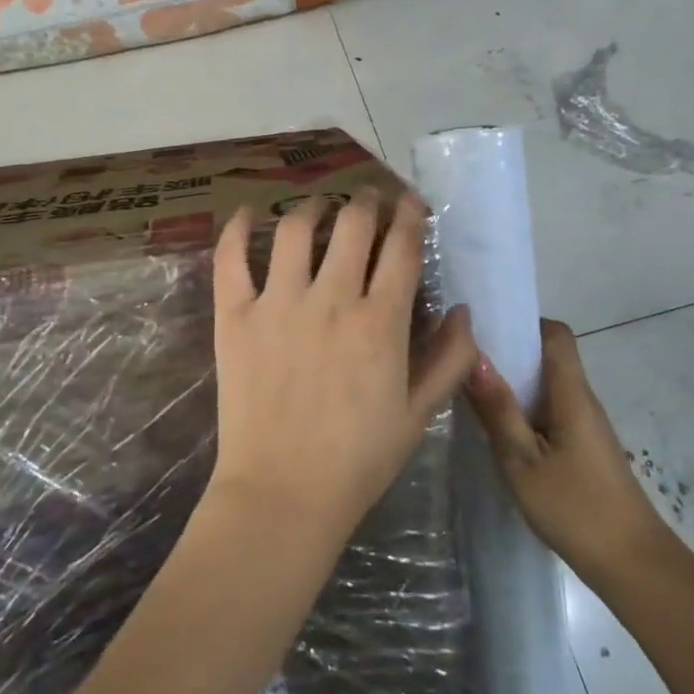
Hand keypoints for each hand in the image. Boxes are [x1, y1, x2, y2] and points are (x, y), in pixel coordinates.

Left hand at [209, 189, 477, 547]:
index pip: (400, 248)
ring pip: (295, 229)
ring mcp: (278, 303)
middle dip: (366, 202)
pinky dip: (237, 227)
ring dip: (312, 207)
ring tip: (318, 206)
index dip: (410, 216)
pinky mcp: (235, 316)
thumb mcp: (418, 414)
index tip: (411, 204)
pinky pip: (231, 258)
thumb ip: (448, 359)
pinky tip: (249, 211)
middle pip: (352, 224)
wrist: (283, 492)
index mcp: (380, 322)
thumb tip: (462, 311)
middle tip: (368, 201)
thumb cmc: (358, 460)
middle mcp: (330, 299)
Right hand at [465, 319, 667, 580]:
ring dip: (514, 382)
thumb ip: (498, 409)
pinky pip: (550, 411)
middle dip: (510, 351)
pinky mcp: (584, 448)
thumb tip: (474, 356)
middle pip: (550, 357)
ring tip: (473, 389)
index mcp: (571, 395)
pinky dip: (524, 408)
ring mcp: (586, 426)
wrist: (632, 565)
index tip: (486, 328)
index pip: (556, 335)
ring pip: (548, 386)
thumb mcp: (523, 461)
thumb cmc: (576, 509)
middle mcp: (582, 401)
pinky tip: (498, 428)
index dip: (524, 322)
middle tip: (465, 358)